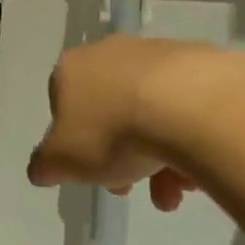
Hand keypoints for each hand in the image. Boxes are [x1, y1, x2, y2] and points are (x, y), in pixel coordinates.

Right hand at [28, 35, 204, 210]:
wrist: (192, 107)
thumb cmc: (112, 132)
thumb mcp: (61, 162)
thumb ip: (44, 165)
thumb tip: (42, 169)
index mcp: (71, 70)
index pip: (64, 107)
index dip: (76, 145)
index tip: (93, 174)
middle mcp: (111, 53)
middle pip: (111, 113)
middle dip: (121, 157)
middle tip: (134, 188)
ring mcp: (158, 54)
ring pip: (151, 113)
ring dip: (159, 157)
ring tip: (176, 192)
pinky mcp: (201, 62)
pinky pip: (187, 107)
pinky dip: (190, 138)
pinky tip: (199, 169)